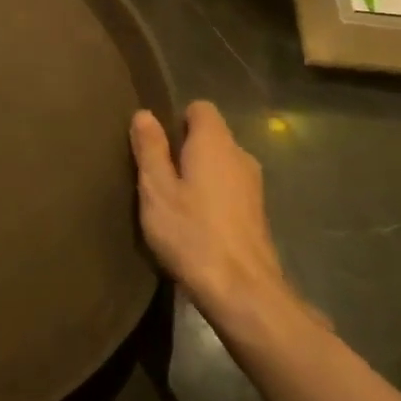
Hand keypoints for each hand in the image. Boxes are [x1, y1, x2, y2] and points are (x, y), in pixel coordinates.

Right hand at [130, 103, 309, 335]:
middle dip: (184, 148)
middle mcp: (240, 156)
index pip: (201, 108)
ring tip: (171, 201)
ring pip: (220, 165)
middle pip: (211, 137)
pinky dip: (211, 196)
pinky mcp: (256, 214)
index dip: (176, 119)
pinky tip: (193, 223)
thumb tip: (144, 114)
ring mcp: (254, 186)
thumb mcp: (156, 189)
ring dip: (197, 175)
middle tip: (155, 174)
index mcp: (215, 143)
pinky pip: (229, 189)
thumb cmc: (191, 233)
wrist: (242, 291)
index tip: (155, 142)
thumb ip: (150, 149)